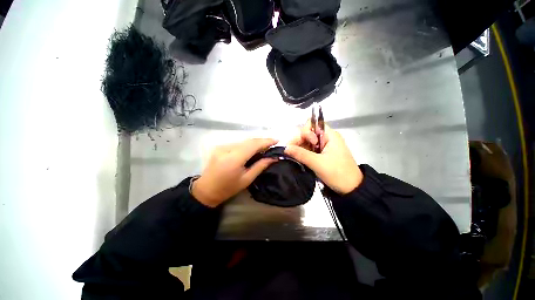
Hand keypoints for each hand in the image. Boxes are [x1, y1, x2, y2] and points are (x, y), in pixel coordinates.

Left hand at [192, 138, 277, 206]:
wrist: (206, 189)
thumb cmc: (228, 188)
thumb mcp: (247, 179)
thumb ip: (260, 166)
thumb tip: (273, 158)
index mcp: (234, 158)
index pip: (253, 145)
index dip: (266, 141)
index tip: (277, 140)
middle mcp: (227, 148)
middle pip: (249, 140)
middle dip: (262, 141)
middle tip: (273, 144)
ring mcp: (222, 146)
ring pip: (243, 141)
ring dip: (255, 143)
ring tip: (265, 147)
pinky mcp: (220, 147)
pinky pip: (238, 143)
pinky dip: (247, 145)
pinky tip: (252, 149)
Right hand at [285, 121, 362, 194]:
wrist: (351, 189)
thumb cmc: (338, 173)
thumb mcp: (318, 163)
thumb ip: (301, 154)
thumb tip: (285, 148)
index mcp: (329, 135)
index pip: (312, 125)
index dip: (305, 132)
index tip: (302, 144)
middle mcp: (326, 138)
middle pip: (308, 133)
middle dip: (298, 141)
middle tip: (291, 152)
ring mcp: (323, 147)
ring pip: (307, 142)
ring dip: (299, 148)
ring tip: (293, 157)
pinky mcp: (321, 154)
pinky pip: (309, 150)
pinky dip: (302, 153)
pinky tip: (298, 159)